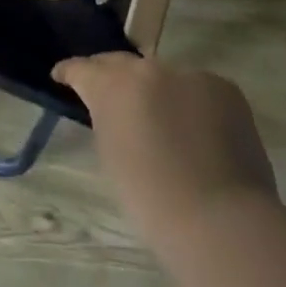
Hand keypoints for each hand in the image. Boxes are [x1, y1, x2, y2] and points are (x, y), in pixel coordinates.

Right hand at [54, 54, 278, 253]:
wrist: (222, 222)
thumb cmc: (154, 202)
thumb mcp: (111, 155)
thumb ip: (108, 119)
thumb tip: (116, 111)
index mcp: (112, 85)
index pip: (82, 67)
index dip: (70, 72)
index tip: (61, 76)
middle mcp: (147, 69)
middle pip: (123, 64)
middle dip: (113, 77)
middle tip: (110, 96)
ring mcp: (188, 74)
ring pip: (164, 77)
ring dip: (158, 93)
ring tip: (163, 122)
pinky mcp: (224, 87)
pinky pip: (198, 90)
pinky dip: (193, 105)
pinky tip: (199, 133)